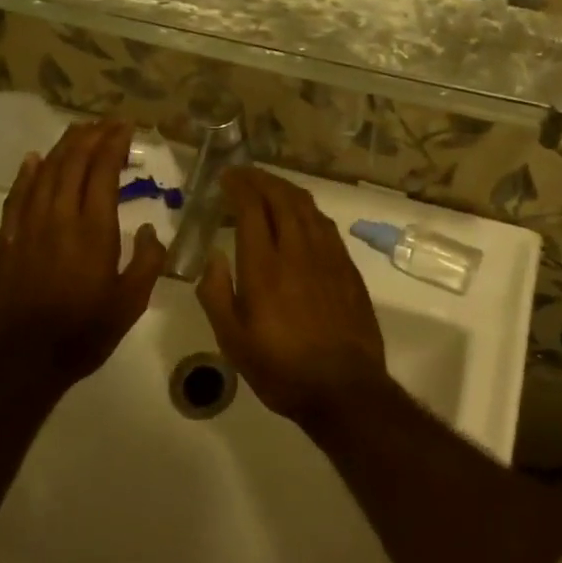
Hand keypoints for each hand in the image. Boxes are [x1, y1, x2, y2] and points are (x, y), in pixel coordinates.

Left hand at [0, 120, 165, 399]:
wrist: (24, 360)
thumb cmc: (85, 332)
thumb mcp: (132, 302)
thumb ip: (147, 261)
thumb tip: (148, 231)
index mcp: (94, 230)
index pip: (102, 171)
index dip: (114, 144)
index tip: (126, 127)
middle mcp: (60, 218)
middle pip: (72, 163)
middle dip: (90, 136)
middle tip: (107, 122)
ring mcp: (29, 227)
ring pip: (44, 172)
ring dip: (62, 147)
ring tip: (78, 131)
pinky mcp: (8, 240)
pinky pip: (17, 196)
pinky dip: (27, 173)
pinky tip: (33, 159)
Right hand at [196, 167, 387, 425]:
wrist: (344, 387)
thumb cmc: (281, 369)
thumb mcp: (233, 341)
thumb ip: (216, 294)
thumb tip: (214, 255)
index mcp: (264, 267)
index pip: (251, 209)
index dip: (239, 186)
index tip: (226, 177)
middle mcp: (297, 251)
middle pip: (281, 198)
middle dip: (261, 179)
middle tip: (244, 174)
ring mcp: (328, 256)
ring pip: (307, 207)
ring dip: (285, 189)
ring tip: (269, 187)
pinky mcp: (347, 267)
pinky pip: (325, 225)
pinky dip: (308, 210)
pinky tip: (301, 216)